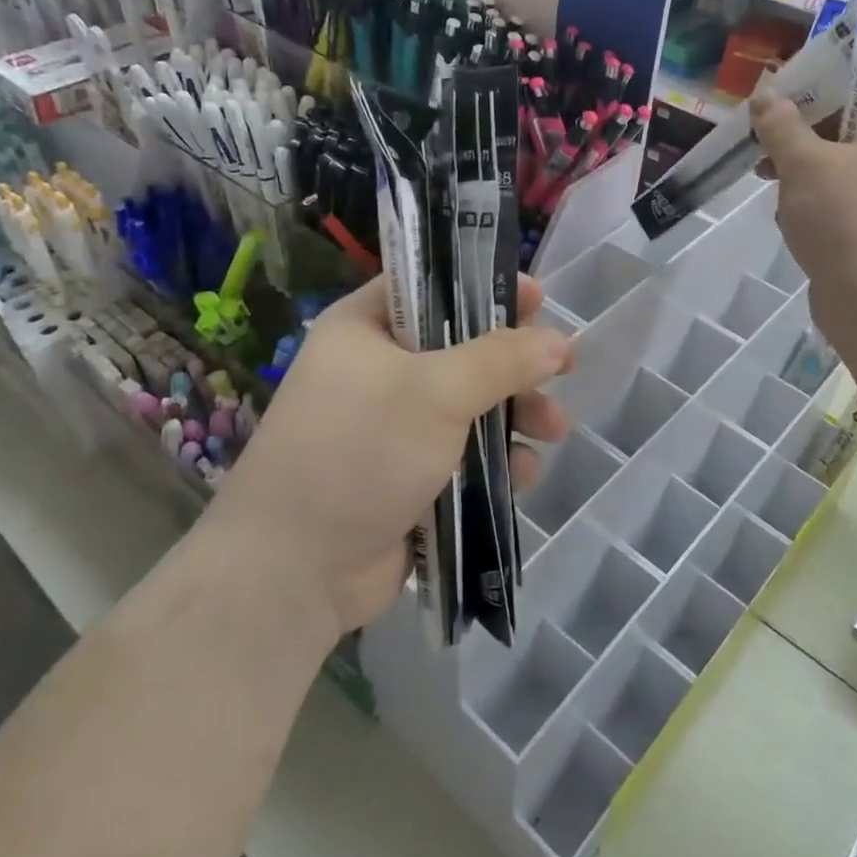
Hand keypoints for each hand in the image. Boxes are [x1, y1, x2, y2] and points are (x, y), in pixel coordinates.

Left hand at [217, 276, 574, 636]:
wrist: (294, 570)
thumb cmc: (360, 452)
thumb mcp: (436, 391)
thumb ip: (503, 360)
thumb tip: (561, 342)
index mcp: (366, 329)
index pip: (432, 287)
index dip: (486, 288)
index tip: (539, 301)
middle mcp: (377, 371)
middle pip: (463, 350)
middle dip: (516, 366)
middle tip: (562, 370)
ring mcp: (393, 428)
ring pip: (472, 406)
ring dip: (516, 416)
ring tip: (552, 431)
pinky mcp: (409, 478)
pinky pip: (465, 455)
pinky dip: (496, 462)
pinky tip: (523, 477)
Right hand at [751, 90, 856, 332]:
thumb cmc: (844, 218)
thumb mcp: (803, 163)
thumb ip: (781, 125)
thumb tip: (766, 93)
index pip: (852, 102)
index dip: (805, 109)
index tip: (768, 126)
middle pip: (846, 141)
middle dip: (801, 153)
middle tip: (765, 166)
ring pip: (843, 179)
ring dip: (806, 186)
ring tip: (781, 203)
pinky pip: (848, 212)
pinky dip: (822, 215)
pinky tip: (797, 228)